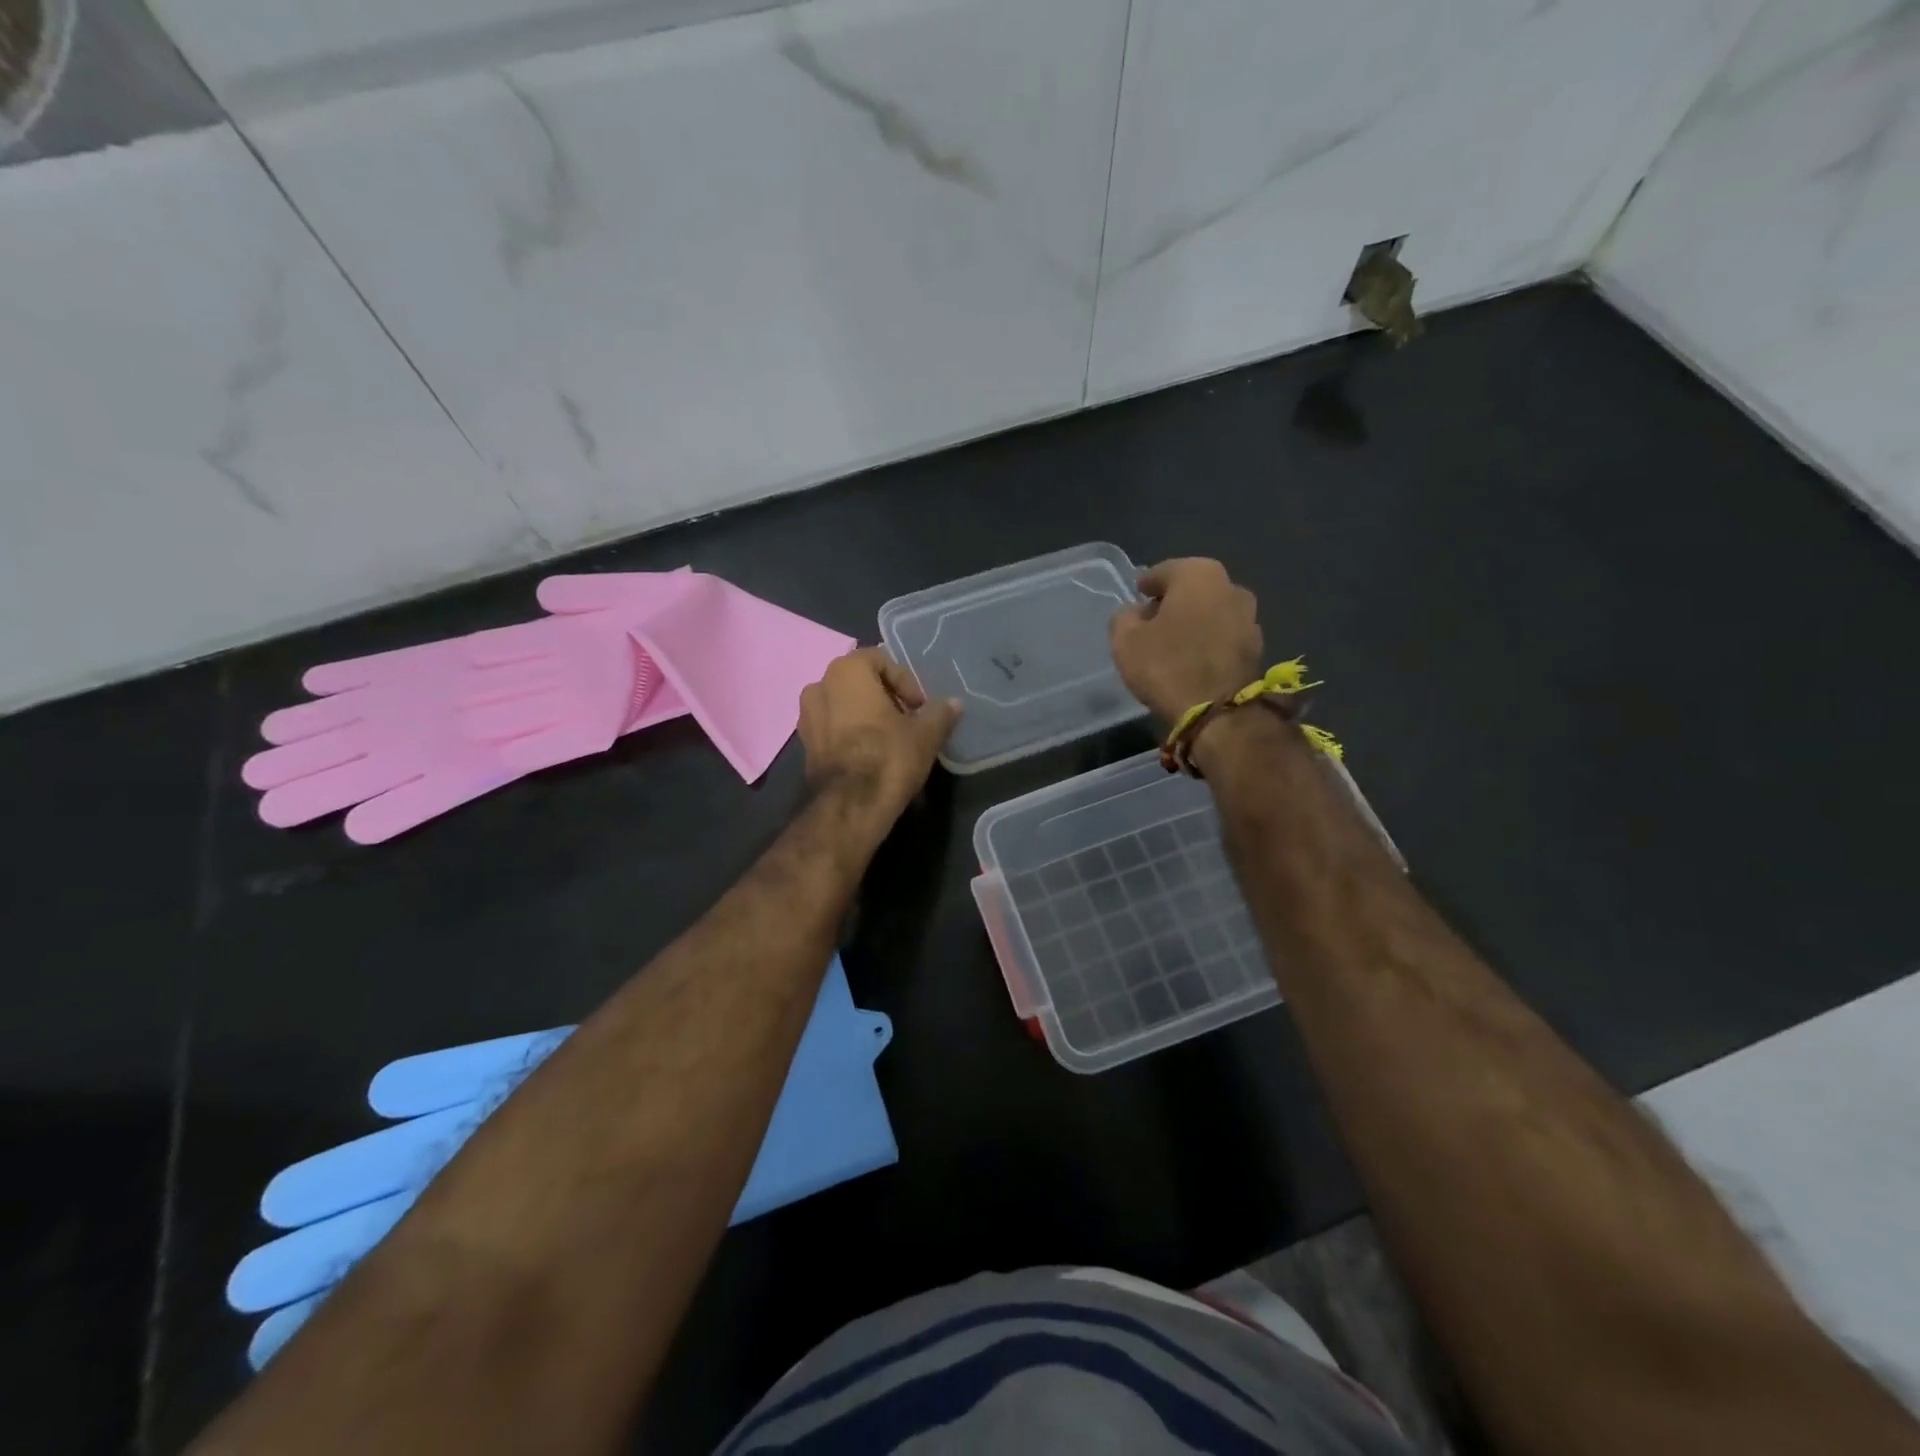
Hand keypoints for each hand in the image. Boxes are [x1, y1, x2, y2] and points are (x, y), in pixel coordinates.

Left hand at [798, 647, 960, 824]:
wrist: (850, 807)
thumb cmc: (889, 757)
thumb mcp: (925, 734)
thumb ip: (940, 713)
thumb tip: (955, 704)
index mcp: (846, 671)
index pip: (881, 660)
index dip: (906, 681)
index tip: (920, 707)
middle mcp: (819, 685)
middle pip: (861, 681)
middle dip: (887, 697)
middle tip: (909, 720)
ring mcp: (806, 715)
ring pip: (845, 704)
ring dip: (868, 714)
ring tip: (891, 738)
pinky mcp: (804, 744)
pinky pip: (833, 726)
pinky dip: (851, 732)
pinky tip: (871, 753)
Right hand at [1109, 558, 1264, 720]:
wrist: (1218, 713)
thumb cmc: (1167, 666)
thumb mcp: (1125, 640)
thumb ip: (1124, 617)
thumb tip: (1135, 613)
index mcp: (1198, 574)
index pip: (1163, 571)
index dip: (1146, 584)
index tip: (1136, 596)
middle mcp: (1231, 586)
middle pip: (1191, 589)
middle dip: (1172, 602)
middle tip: (1151, 621)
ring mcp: (1250, 617)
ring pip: (1210, 612)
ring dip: (1193, 622)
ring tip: (1172, 643)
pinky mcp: (1257, 647)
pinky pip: (1223, 635)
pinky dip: (1208, 641)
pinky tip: (1192, 659)